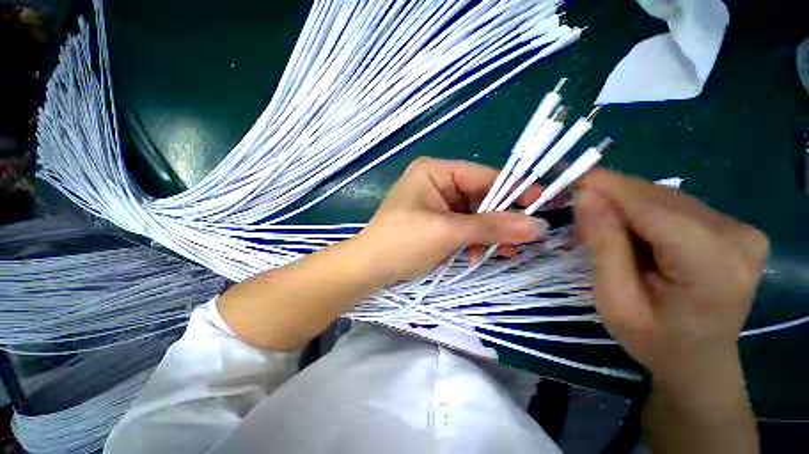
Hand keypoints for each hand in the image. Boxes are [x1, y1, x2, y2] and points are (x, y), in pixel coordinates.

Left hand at [352, 157, 545, 285]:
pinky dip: (473, 240)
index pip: (484, 175)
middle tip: (525, 240)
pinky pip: (463, 226)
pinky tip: (479, 255)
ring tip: (505, 252)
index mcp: (435, 171)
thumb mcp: (448, 232)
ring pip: (474, 214)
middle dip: (501, 219)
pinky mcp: (435, 221)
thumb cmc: (402, 243)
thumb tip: (538, 226)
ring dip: (488, 234)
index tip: (545, 204)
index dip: (515, 189)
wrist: (369, 268)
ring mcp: (436, 203)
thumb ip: (492, 227)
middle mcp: (436, 182)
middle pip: (480, 196)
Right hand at [574, 170, 767, 379]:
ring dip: (625, 207)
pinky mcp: (734, 227)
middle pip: (658, 198)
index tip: (569, 180)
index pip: (651, 207)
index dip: (606, 188)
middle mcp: (737, 236)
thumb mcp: (615, 301)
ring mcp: (742, 229)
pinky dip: (643, 213)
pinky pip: (675, 206)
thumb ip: (603, 246)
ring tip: (601, 228)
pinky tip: (631, 233)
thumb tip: (585, 196)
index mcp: (712, 265)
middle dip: (612, 199)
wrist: (700, 361)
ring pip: (664, 198)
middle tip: (578, 214)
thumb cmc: (654, 341)